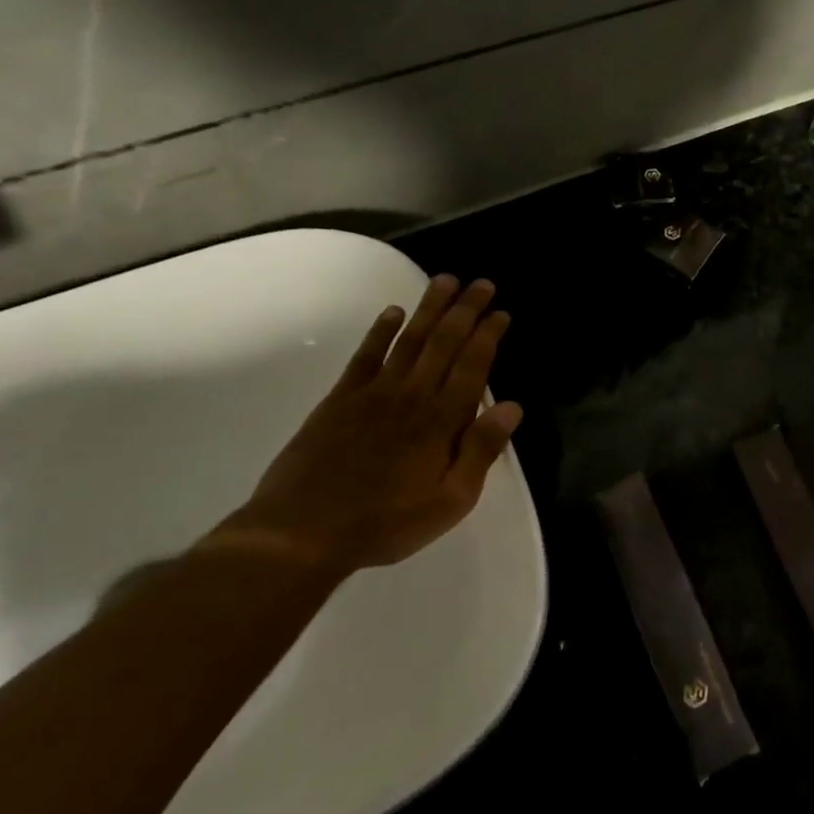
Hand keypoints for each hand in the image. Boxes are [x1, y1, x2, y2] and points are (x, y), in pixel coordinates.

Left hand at [206, 275, 523, 573]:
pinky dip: (381, 331)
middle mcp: (412, 395)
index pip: (473, 365)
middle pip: (445, 342)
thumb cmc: (387, 522)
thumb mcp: (451, 501)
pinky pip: (365, 356)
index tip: (501, 312)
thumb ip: (481, 451)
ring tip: (445, 281)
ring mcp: (373, 393)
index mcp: (442, 420)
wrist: (301, 533)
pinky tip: (393, 312)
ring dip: (429, 308)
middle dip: (466, 310)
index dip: (489, 335)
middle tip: (482, 283)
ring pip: (409, 340)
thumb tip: (512, 407)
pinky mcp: (340, 400)